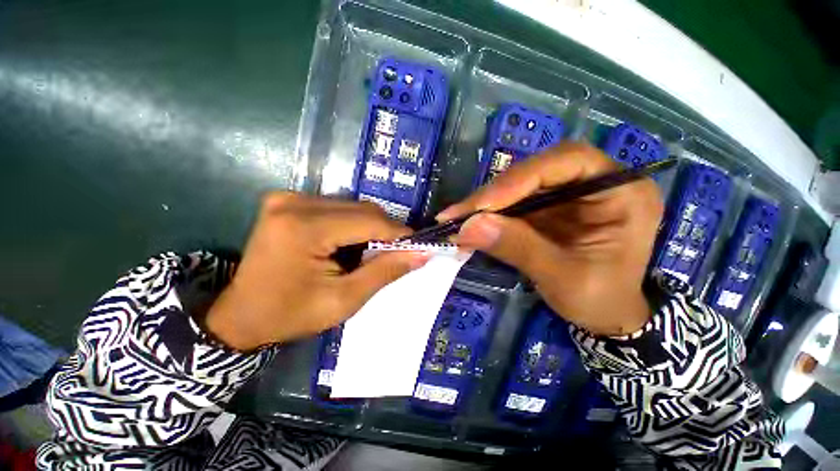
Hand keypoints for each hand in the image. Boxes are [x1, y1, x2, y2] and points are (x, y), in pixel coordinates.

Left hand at [205, 192, 428, 350]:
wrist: (241, 315)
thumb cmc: (291, 315)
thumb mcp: (344, 300)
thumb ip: (385, 272)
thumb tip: (421, 253)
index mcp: (304, 228)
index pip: (369, 221)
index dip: (399, 234)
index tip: (417, 246)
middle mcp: (295, 202)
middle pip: (362, 209)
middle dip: (385, 232)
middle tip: (394, 255)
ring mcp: (289, 198)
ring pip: (353, 207)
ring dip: (369, 229)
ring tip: (369, 254)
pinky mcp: (289, 201)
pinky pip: (338, 207)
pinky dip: (353, 225)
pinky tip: (349, 245)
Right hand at [438, 142, 663, 335]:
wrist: (604, 316)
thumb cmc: (599, 300)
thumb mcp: (563, 278)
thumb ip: (518, 248)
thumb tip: (469, 227)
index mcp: (621, 192)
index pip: (568, 161)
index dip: (521, 178)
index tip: (483, 206)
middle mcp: (593, 183)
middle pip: (535, 171)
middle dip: (494, 193)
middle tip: (458, 214)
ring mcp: (566, 194)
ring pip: (517, 186)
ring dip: (484, 204)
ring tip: (456, 221)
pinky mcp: (546, 208)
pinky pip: (511, 203)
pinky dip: (488, 214)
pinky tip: (469, 225)